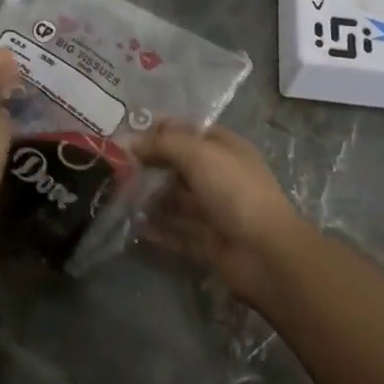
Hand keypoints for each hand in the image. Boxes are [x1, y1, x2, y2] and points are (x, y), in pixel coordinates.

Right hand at [133, 121, 310, 307]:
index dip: (159, 130)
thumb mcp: (198, 154)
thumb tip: (128, 140)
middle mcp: (220, 175)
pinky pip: (178, 232)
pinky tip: (136, 228)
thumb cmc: (234, 190)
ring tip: (120, 197)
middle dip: (151, 164)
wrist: (266, 253)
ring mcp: (215, 210)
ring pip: (177, 200)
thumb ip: (162, 144)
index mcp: (224, 148)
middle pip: (179, 165)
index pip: (187, 130)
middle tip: (116, 168)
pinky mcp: (209, 242)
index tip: (127, 134)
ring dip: (152, 198)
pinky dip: (159, 230)